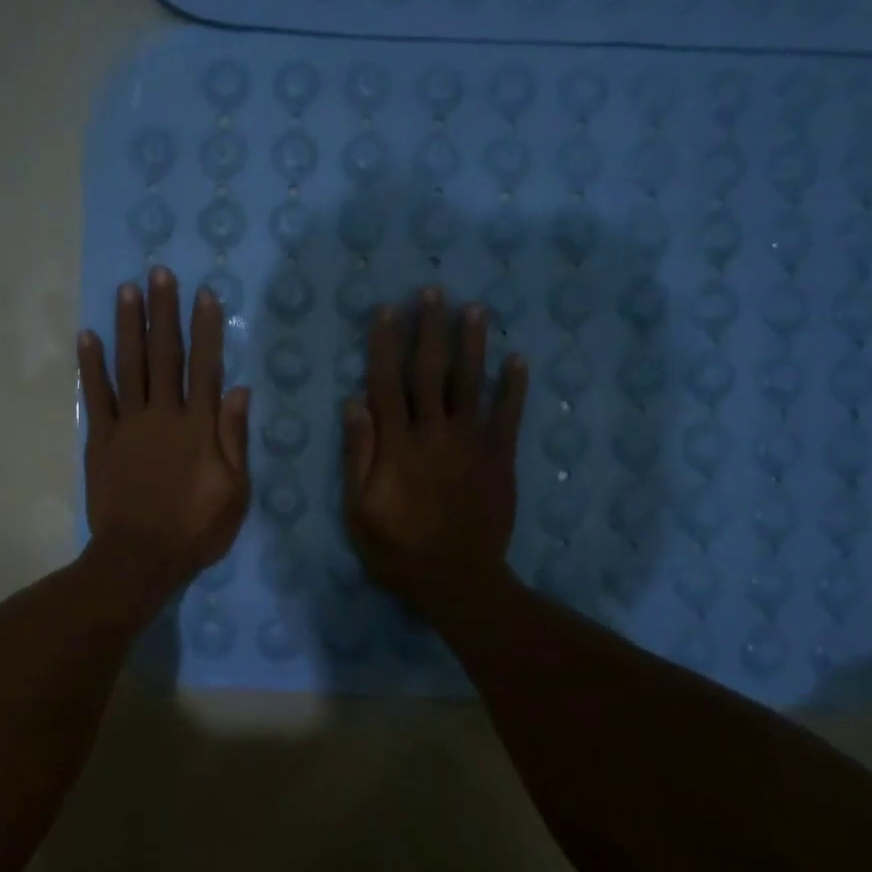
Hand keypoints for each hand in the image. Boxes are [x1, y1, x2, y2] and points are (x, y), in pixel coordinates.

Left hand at [78, 268, 250, 609]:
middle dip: (164, 312)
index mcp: (198, 427)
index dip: (206, 329)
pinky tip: (88, 336)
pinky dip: (91, 366)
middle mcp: (163, 415)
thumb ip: (234, 438)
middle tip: (159, 273)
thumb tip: (238, 389)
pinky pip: (95, 396)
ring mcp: (128, 425)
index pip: (205, 366)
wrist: (140, 558)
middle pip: (164, 355)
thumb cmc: (196, 529)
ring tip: (128, 290)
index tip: (204, 294)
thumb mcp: (234, 491)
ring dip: (129, 325)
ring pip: (129, 365)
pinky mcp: (100, 440)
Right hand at [342, 289, 528, 616]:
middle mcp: (434, 433)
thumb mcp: (359, 509)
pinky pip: (508, 416)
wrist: (458, 579)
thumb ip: (358, 455)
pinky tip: (518, 359)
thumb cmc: (398, 549)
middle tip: (433, 292)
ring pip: (470, 384)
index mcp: (397, 445)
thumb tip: (354, 403)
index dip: (385, 345)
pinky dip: (514, 387)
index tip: (386, 311)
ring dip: (472, 344)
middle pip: (430, 372)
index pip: (387, 384)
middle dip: (429, 329)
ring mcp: (472, 444)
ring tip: (474, 309)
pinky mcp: (500, 458)